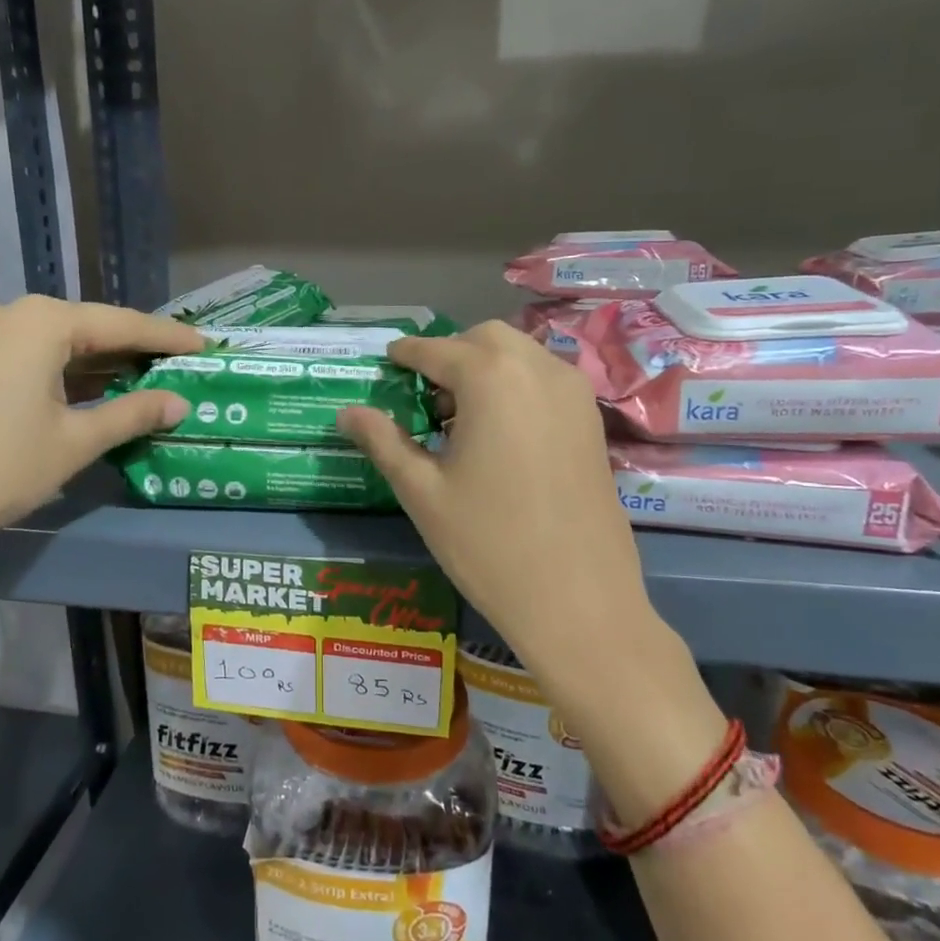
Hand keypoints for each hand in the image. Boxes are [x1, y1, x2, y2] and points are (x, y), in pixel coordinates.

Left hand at [0, 297, 198, 597]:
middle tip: (176, 367)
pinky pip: (28, 356)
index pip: (123, 324)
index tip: (205, 347)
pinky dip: (63, 372)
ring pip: (56, 343)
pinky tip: (88, 392)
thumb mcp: (75, 442)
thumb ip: (133, 415)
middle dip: (132, 350)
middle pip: (88, 328)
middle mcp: (9, 314)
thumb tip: (180, 404)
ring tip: (142, 380)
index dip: (168, 338)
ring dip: (98, 364)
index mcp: (42, 322)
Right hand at [338, 321, 653, 671]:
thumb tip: (347, 413)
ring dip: (485, 369)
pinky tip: (500, 435)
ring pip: (520, 355)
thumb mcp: (422, 492)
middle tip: (424, 399)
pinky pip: (546, 380)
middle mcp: (538, 369)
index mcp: (491, 378)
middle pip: (484, 339)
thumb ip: (383, 442)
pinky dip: (517, 386)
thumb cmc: (488, 544)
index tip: (386, 361)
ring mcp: (574, 393)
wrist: (579, 601)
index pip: (436, 350)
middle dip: (450, 355)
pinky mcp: (593, 420)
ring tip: (461, 420)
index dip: (406, 354)